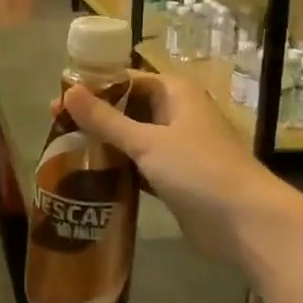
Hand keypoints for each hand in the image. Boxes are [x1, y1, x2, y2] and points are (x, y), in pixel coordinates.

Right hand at [63, 71, 277, 264]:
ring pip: (131, 138)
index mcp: (175, 93)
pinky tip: (90, 176)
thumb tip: (68, 92)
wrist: (247, 223)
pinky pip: (139, 165)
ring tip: (65, 151)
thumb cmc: (199, 170)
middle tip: (56, 126)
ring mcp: (177, 147)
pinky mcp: (175, 178)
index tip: (59, 99)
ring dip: (104, 143)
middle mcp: (176, 114)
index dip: (93, 87)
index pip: (126, 79)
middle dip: (94, 116)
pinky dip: (118, 168)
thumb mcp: (147, 142)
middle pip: (127, 108)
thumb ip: (105, 119)